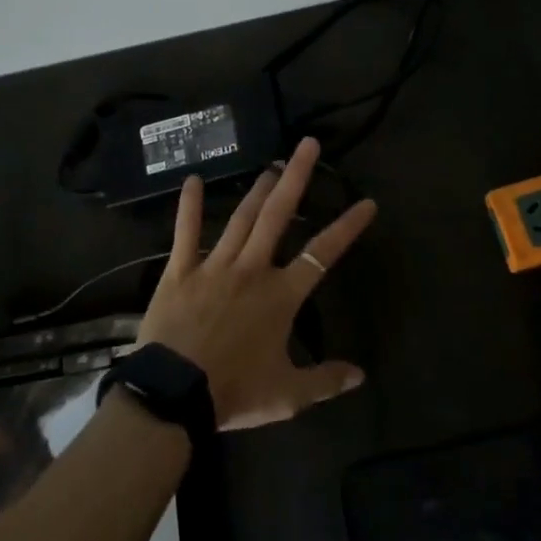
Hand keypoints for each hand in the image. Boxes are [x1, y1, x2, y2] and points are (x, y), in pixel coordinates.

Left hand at [137, 137, 376, 430]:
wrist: (173, 395)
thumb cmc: (234, 392)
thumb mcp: (287, 395)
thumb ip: (325, 381)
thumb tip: (360, 374)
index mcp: (280, 295)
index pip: (322, 254)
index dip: (347, 227)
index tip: (367, 203)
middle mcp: (252, 269)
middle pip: (278, 215)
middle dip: (295, 177)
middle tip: (307, 145)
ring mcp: (214, 266)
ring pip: (241, 218)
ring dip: (258, 189)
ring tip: (271, 164)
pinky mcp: (180, 271)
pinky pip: (185, 233)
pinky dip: (188, 207)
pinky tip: (191, 180)